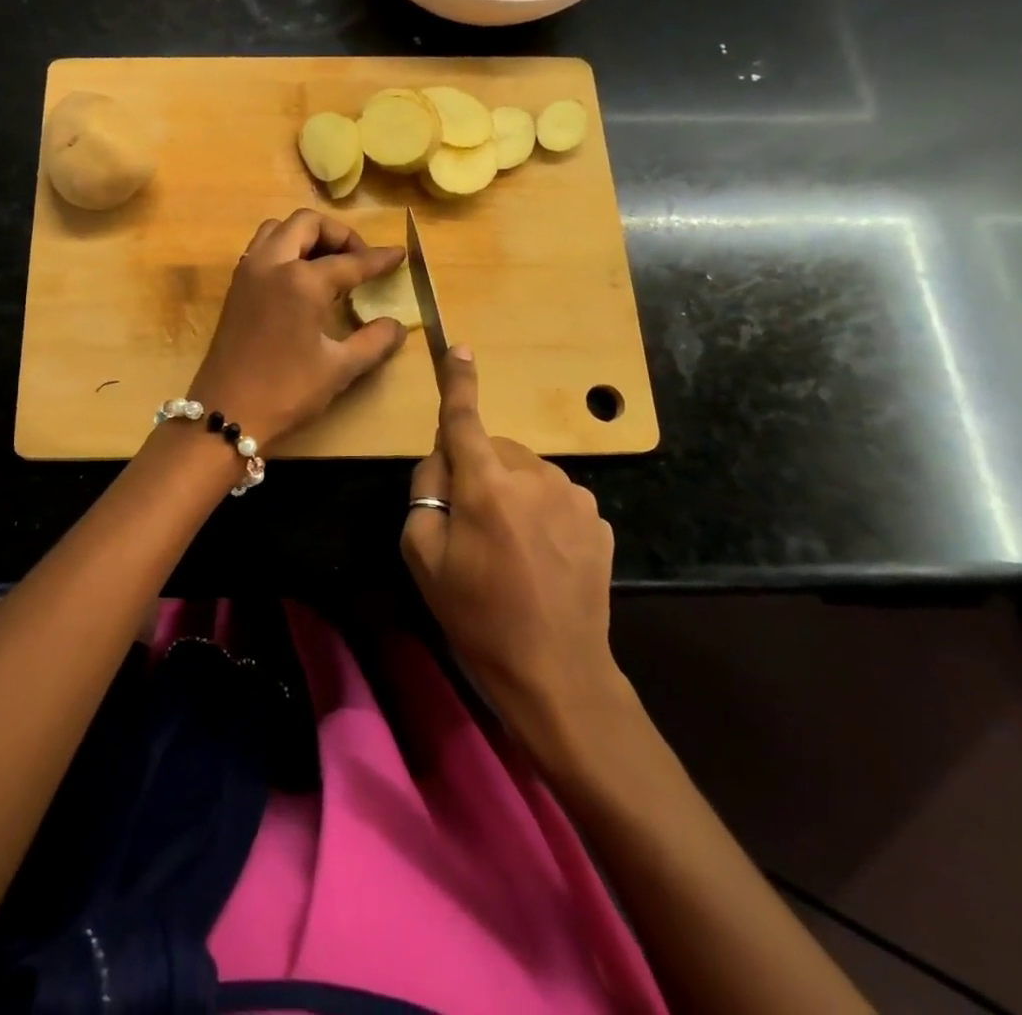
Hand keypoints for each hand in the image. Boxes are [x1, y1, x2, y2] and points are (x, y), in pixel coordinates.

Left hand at [187, 210, 406, 451]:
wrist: (226, 412)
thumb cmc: (286, 391)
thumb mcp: (339, 368)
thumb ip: (373, 341)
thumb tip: (397, 326)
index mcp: (301, 280)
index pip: (349, 262)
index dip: (378, 259)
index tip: (399, 256)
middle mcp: (271, 264)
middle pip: (306, 224)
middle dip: (338, 234)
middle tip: (359, 260)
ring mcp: (248, 273)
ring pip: (277, 229)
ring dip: (306, 236)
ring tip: (329, 264)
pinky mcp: (235, 288)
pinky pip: (261, 249)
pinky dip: (285, 249)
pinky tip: (301, 280)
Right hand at [401, 346, 624, 764]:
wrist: (557, 673)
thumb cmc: (477, 615)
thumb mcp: (423, 556)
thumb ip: (425, 492)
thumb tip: (442, 458)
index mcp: (488, 484)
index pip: (465, 420)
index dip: (458, 383)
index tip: (459, 348)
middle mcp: (536, 476)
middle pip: (493, 451)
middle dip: (477, 472)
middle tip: (469, 528)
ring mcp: (574, 496)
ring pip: (525, 473)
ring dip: (510, 493)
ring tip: (508, 550)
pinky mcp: (598, 519)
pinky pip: (553, 497)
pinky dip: (539, 513)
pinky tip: (540, 558)